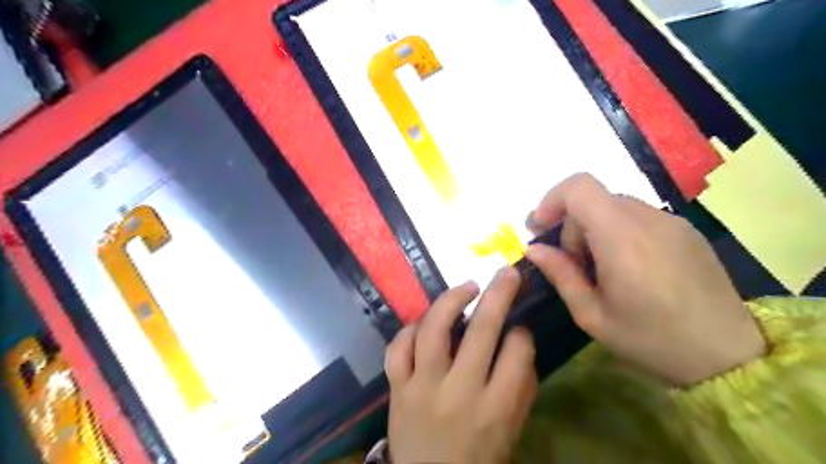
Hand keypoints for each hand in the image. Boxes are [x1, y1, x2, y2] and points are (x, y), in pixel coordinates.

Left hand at [387, 271, 535, 463]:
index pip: (516, 353)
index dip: (521, 333)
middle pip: (482, 331)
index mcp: (495, 410)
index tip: (518, 328)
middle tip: (506, 273)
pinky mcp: (396, 388)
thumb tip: (520, 341)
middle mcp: (459, 393)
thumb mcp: (511, 432)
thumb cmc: (477, 459)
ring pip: (434, 330)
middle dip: (499, 294)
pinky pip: (398, 348)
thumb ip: (521, 389)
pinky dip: (411, 329)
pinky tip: (424, 323)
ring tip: (467, 287)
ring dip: (451, 300)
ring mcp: (422, 388)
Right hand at [525, 173, 764, 384]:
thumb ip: (560, 274)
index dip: (552, 200)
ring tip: (602, 269)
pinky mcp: (686, 230)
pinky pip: (638, 217)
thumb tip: (533, 249)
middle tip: (574, 265)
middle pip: (594, 200)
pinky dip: (619, 232)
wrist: (729, 357)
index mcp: (622, 238)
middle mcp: (648, 219)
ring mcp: (671, 222)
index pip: (579, 187)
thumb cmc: (651, 340)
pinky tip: (630, 268)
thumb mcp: (592, 315)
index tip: (540, 228)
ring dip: (595, 229)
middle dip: (572, 226)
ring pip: (614, 207)